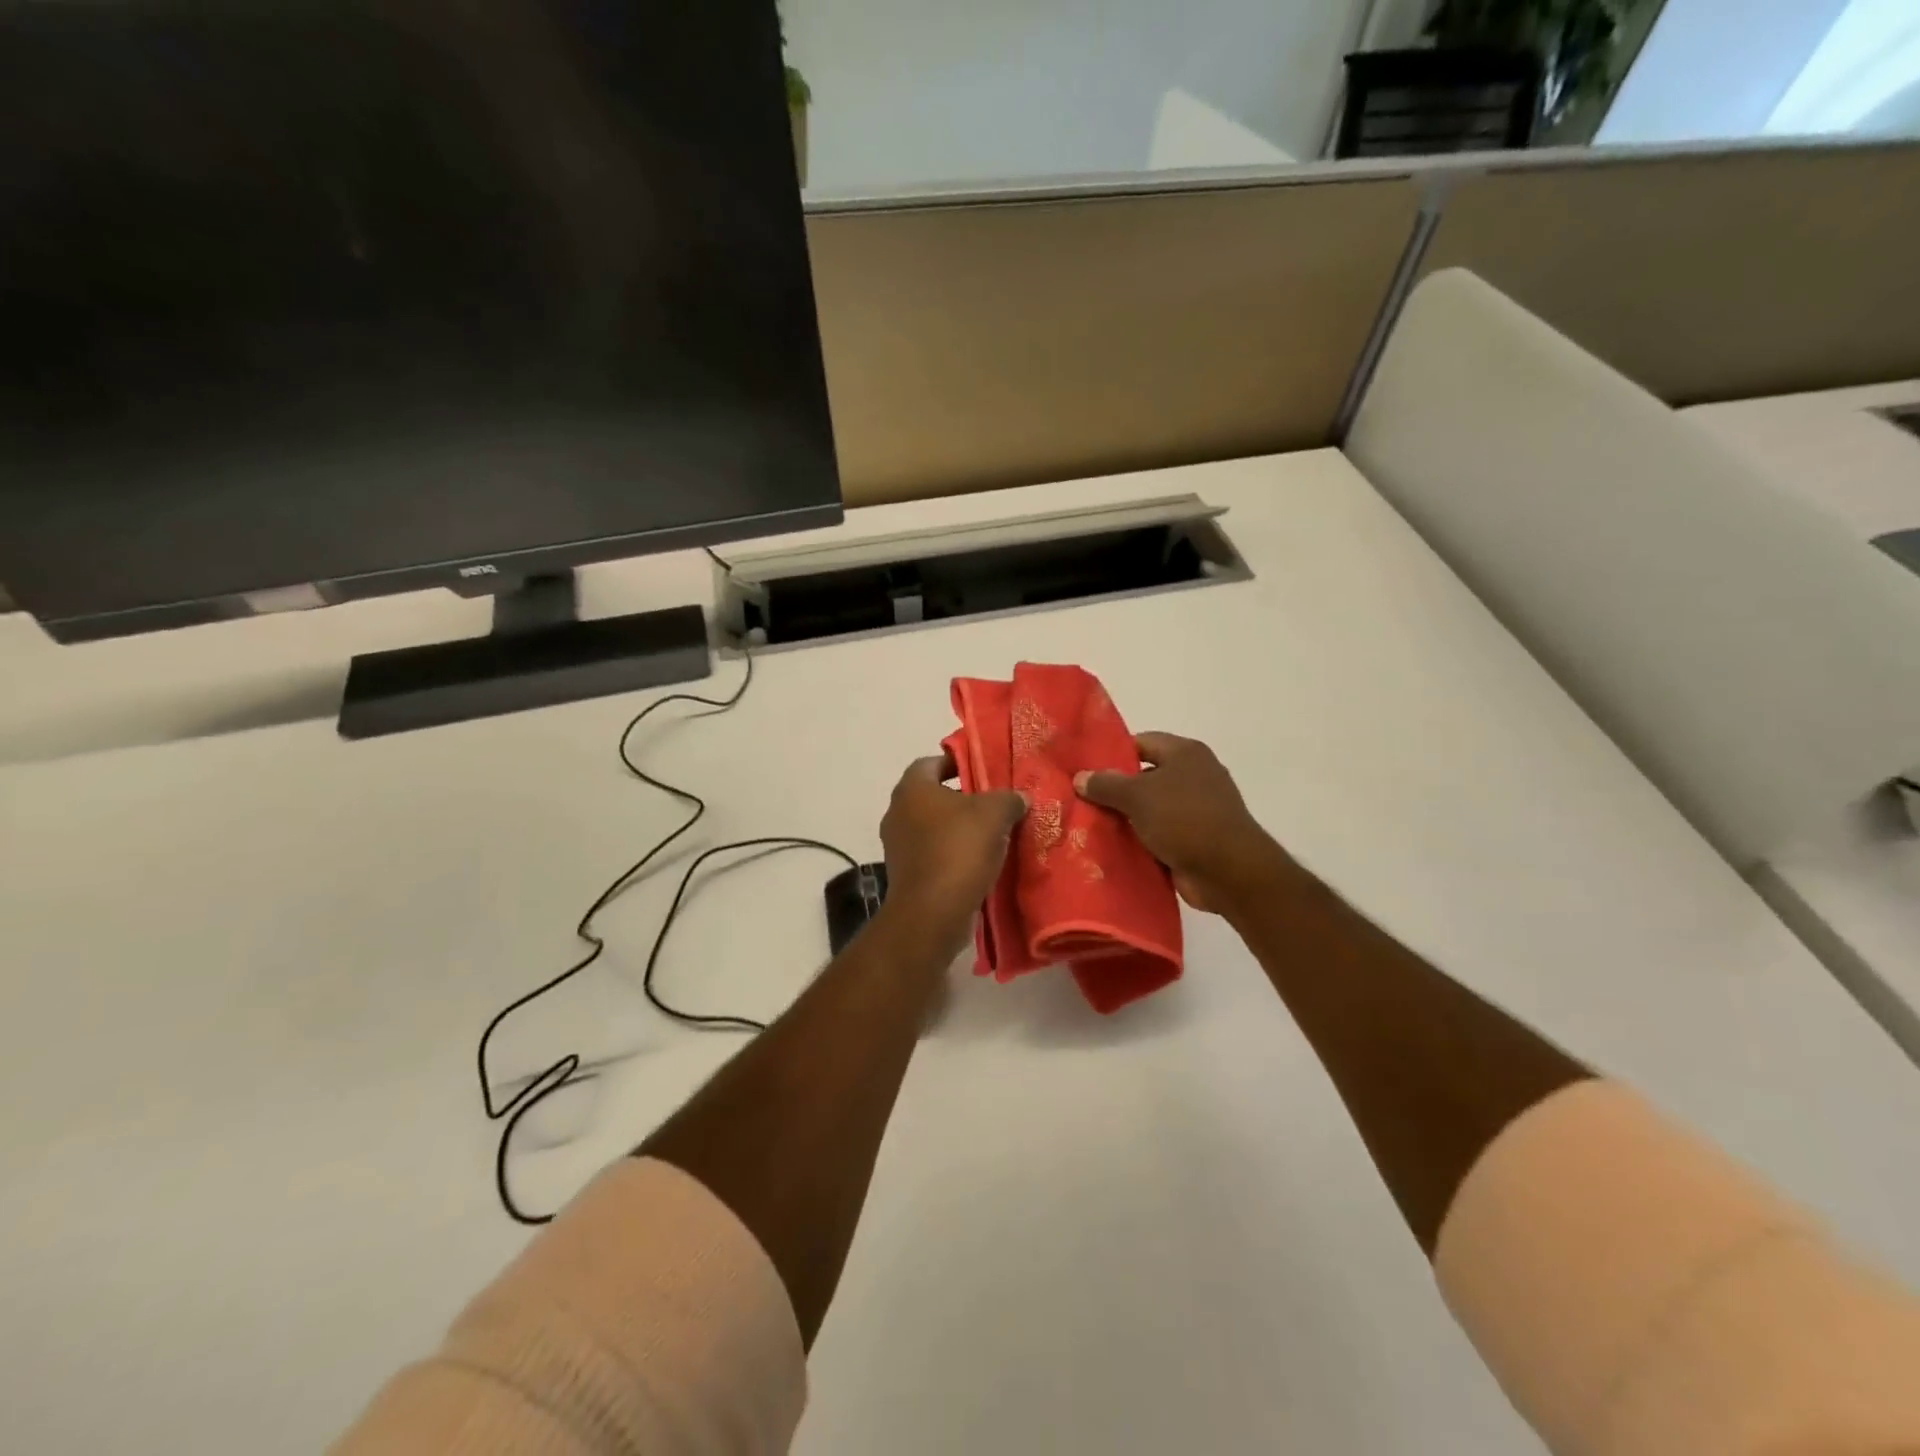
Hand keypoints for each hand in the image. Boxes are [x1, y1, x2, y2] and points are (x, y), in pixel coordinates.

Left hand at [880, 753, 1027, 953]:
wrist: (932, 914)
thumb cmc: (958, 850)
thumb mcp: (994, 814)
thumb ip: (1009, 798)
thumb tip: (1020, 797)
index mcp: (911, 789)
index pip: (931, 762)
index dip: (957, 762)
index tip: (984, 769)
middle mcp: (897, 813)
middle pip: (933, 796)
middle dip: (963, 798)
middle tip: (995, 802)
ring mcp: (898, 846)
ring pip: (934, 827)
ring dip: (959, 829)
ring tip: (993, 833)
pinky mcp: (906, 875)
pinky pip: (933, 854)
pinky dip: (953, 854)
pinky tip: (980, 862)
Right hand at [1074, 733, 1289, 914]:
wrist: (1228, 871)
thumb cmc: (1184, 819)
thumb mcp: (1137, 796)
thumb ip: (1106, 784)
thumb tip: (1080, 777)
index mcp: (1185, 753)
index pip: (1141, 743)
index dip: (1112, 754)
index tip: (1084, 770)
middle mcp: (1194, 776)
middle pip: (1145, 777)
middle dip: (1115, 790)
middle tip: (1080, 800)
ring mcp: (1197, 810)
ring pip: (1150, 809)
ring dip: (1126, 819)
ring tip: (1088, 826)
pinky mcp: (1196, 840)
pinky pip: (1160, 835)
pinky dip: (1141, 841)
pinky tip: (1113, 849)